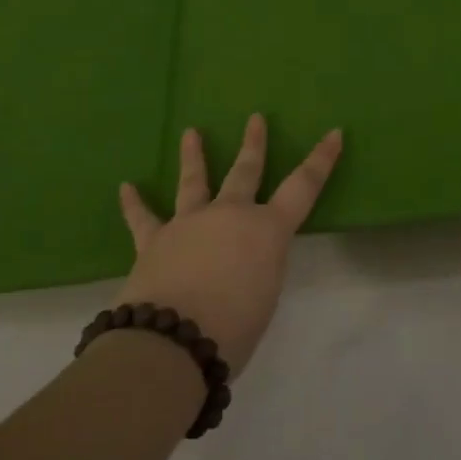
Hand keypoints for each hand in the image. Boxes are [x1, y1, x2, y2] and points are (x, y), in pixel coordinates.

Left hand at [116, 115, 342, 373]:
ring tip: (191, 133)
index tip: (334, 133)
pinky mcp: (154, 241)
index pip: (304, 187)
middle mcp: (230, 214)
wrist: (172, 341)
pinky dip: (134, 204)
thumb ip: (260, 269)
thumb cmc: (234, 327)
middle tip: (255, 118)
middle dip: (254, 144)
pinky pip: (143, 219)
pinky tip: (126, 188)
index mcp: (267, 229)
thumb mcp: (265, 295)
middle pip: (245, 171)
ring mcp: (190, 223)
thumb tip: (243, 262)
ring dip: (194, 156)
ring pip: (194, 182)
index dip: (321, 160)